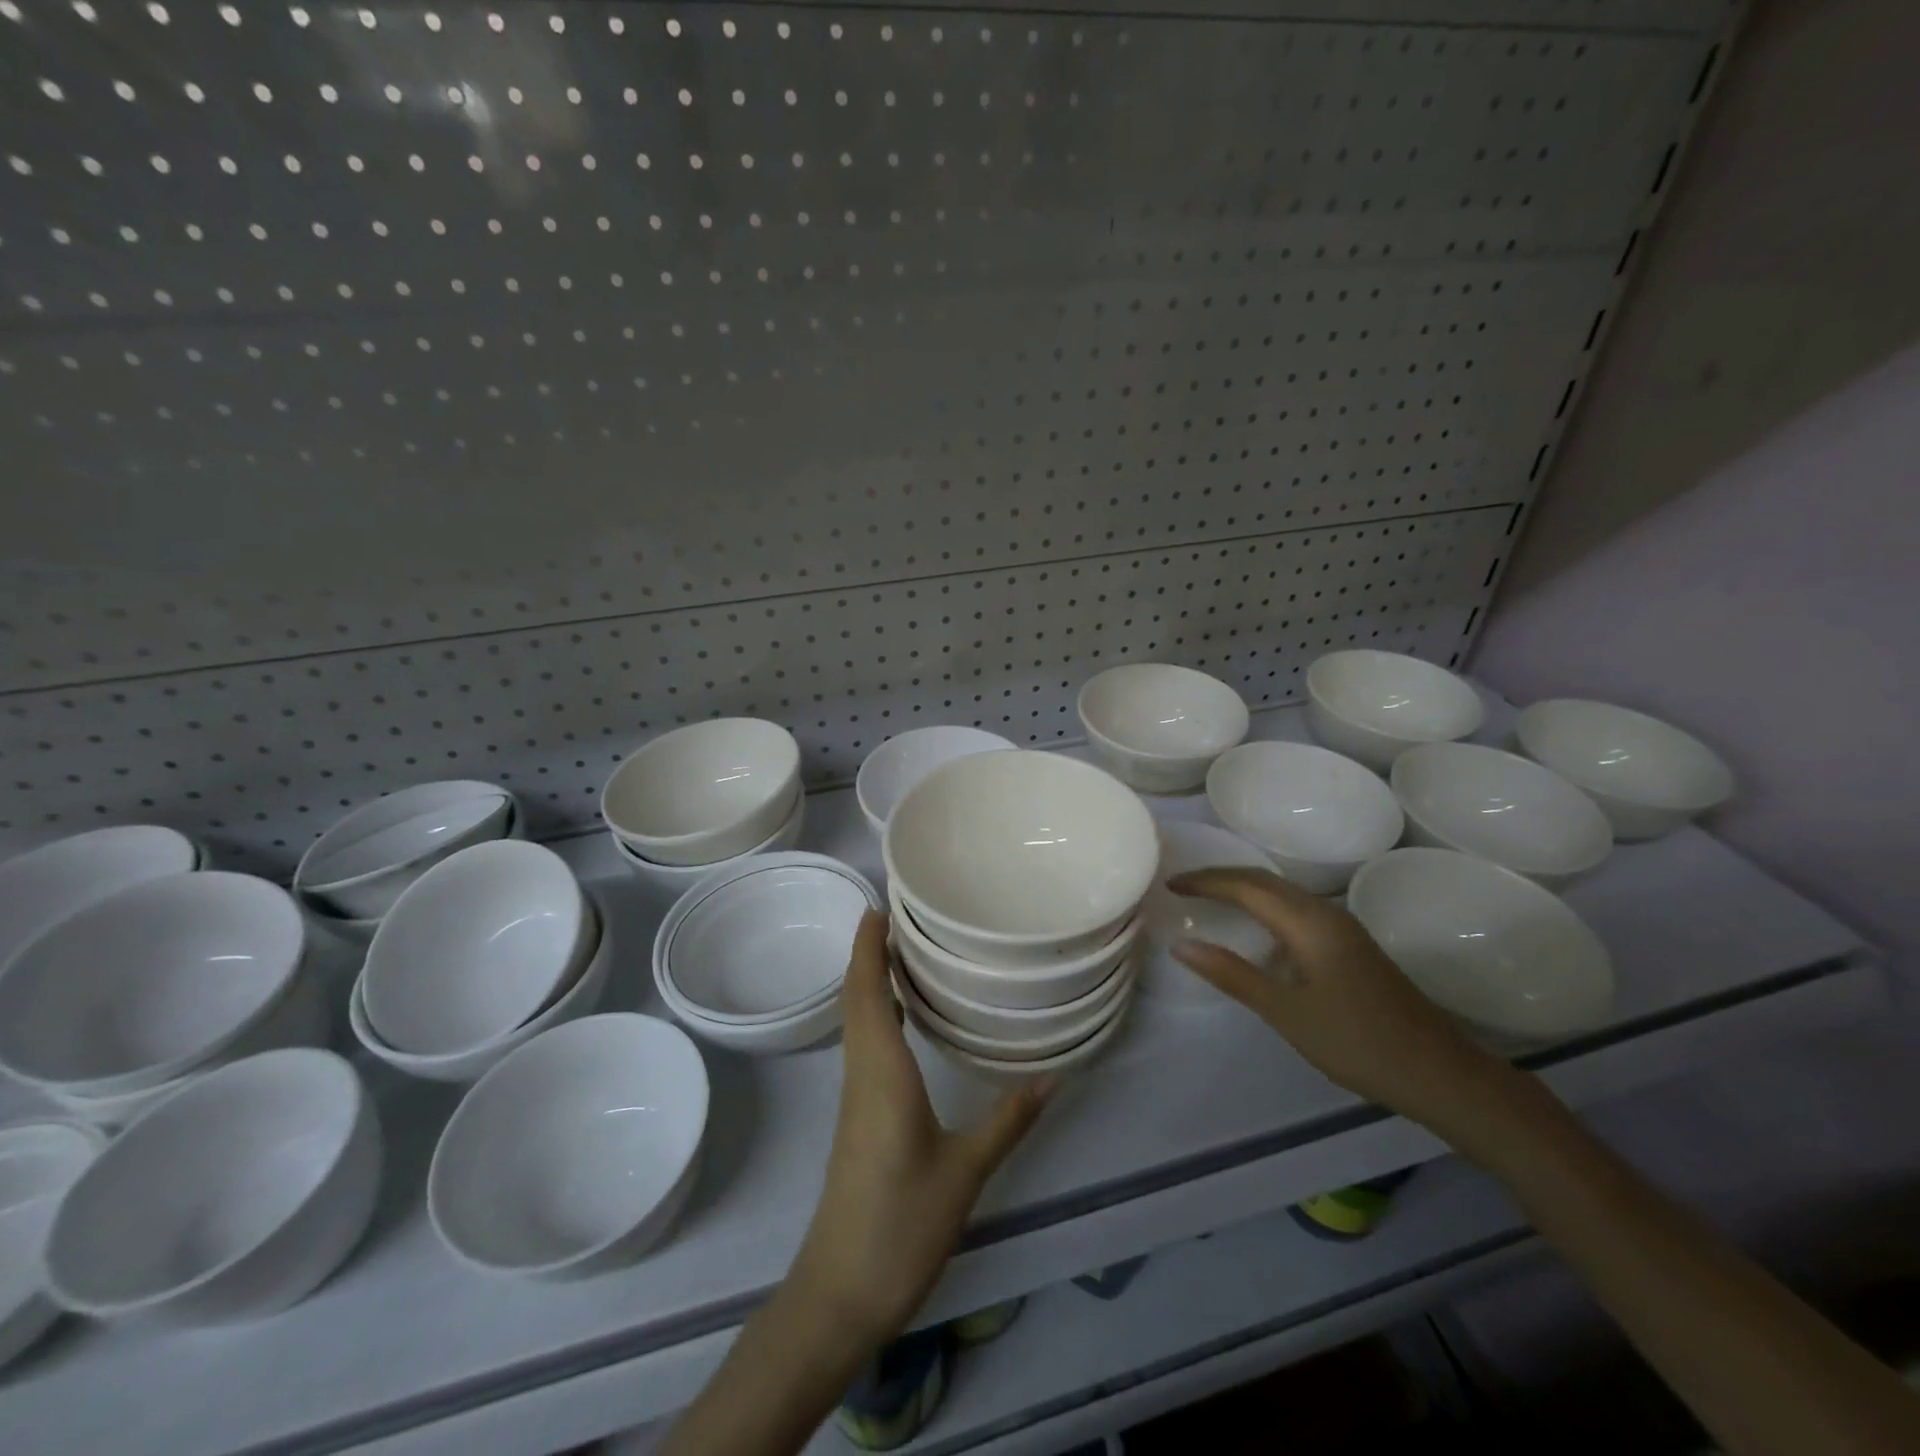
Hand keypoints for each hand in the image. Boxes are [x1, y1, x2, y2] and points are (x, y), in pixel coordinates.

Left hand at [788, 911, 1051, 1346]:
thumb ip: (1007, 1121)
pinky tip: (899, 1017)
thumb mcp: (965, 1172)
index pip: (867, 992)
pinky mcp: (857, 1117)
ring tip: (902, 951)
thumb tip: (1053, 1077)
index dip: (867, 947)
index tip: (878, 907)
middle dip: (868, 952)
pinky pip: (862, 1045)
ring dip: (869, 979)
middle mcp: (861, 1073)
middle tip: (898, 915)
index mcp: (881, 1072)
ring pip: (856, 1021)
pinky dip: (873, 1012)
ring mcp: (854, 1097)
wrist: (840, 1292)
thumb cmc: (900, 1225)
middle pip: (856, 998)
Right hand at [1168, 868, 1513, 1132]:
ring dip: (1243, 888)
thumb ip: (1232, 974)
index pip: (1245, 886)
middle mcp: (1324, 912)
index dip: (1205, 882)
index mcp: (1307, 923)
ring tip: (1209, 899)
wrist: (1439, 1072)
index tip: (1170, 884)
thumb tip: (1181, 945)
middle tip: (1183, 886)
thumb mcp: (1285, 1011)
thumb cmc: (1356, 1042)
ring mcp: (1342, 927)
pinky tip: (1256, 930)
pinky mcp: (1350, 944)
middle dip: (1221, 877)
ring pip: (1282, 892)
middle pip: (1264, 879)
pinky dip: (1265, 906)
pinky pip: (1296, 908)